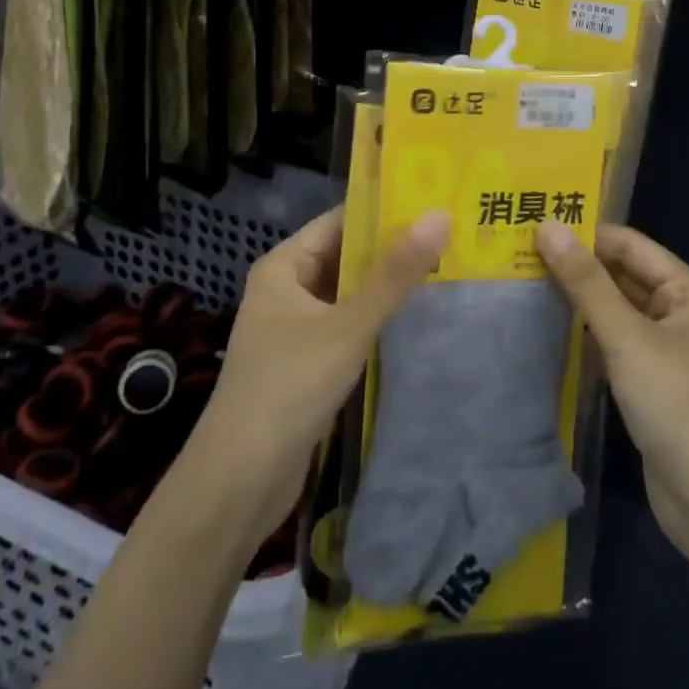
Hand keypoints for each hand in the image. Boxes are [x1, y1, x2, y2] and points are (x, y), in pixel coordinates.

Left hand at [178, 207, 450, 546]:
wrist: (238, 485)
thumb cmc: (288, 389)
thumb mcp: (347, 327)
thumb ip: (394, 275)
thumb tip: (440, 216)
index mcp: (284, 266)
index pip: (340, 221)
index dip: (384, 211)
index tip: (434, 202)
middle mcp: (287, 288)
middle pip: (346, 256)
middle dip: (393, 249)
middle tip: (451, 235)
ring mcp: (295, 328)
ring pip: (349, 293)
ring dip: (388, 286)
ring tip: (446, 267)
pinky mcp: (306, 363)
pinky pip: (348, 325)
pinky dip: (377, 319)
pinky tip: (417, 317)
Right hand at [536, 221, 688, 580]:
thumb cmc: (681, 406)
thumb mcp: (629, 337)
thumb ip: (586, 283)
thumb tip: (547, 226)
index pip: (629, 245)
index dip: (585, 234)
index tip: (532, 227)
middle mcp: (681, 313)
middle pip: (623, 277)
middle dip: (577, 268)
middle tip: (518, 256)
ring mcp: (668, 352)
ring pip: (616, 313)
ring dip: (578, 303)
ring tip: (523, 286)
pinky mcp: (653, 387)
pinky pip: (615, 347)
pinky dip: (586, 338)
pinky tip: (547, 333)